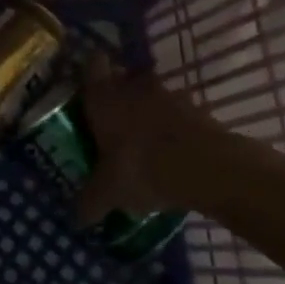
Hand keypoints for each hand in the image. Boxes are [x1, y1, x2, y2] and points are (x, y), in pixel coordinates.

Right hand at [77, 74, 240, 225]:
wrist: (209, 168)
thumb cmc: (143, 168)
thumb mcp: (109, 192)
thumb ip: (90, 201)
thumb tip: (76, 218)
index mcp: (103, 96)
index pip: (91, 65)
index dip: (89, 73)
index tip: (87, 91)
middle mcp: (132, 86)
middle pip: (122, 79)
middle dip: (119, 97)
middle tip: (113, 124)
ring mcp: (168, 94)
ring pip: (151, 95)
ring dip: (149, 112)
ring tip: (146, 143)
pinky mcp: (198, 109)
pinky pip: (178, 113)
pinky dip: (175, 128)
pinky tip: (173, 154)